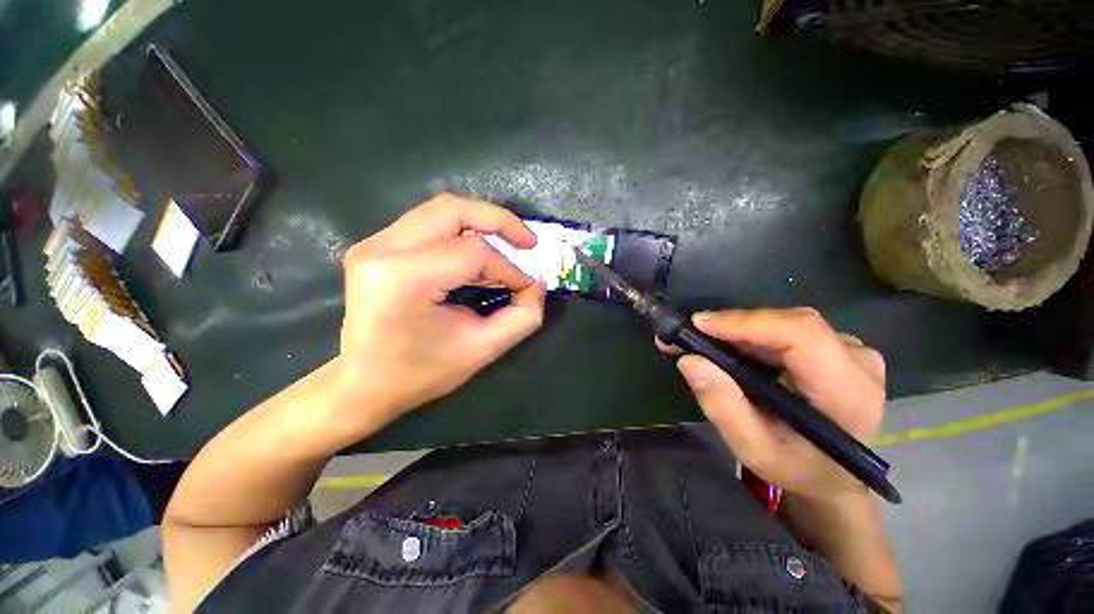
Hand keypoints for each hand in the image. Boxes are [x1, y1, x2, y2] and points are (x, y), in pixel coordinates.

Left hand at [332, 194, 545, 434]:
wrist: (362, 385)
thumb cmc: (421, 373)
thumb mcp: (483, 349)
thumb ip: (523, 316)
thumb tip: (537, 283)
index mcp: (405, 279)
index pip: (473, 252)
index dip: (509, 268)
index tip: (526, 287)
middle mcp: (382, 250)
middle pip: (453, 210)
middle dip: (499, 221)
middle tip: (528, 242)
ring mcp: (373, 244)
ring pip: (441, 210)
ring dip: (481, 223)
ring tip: (508, 244)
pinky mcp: (374, 246)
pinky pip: (428, 223)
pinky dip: (461, 231)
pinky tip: (477, 252)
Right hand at [658, 308, 885, 500]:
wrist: (834, 473)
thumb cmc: (796, 467)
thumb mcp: (753, 449)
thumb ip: (723, 407)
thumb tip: (690, 360)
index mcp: (848, 394)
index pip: (801, 336)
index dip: (746, 323)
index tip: (698, 325)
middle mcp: (859, 362)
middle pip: (789, 323)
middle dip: (732, 325)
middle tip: (687, 335)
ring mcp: (851, 350)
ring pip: (784, 322)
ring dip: (737, 329)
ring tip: (700, 340)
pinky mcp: (837, 347)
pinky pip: (786, 328)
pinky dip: (750, 333)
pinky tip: (728, 345)